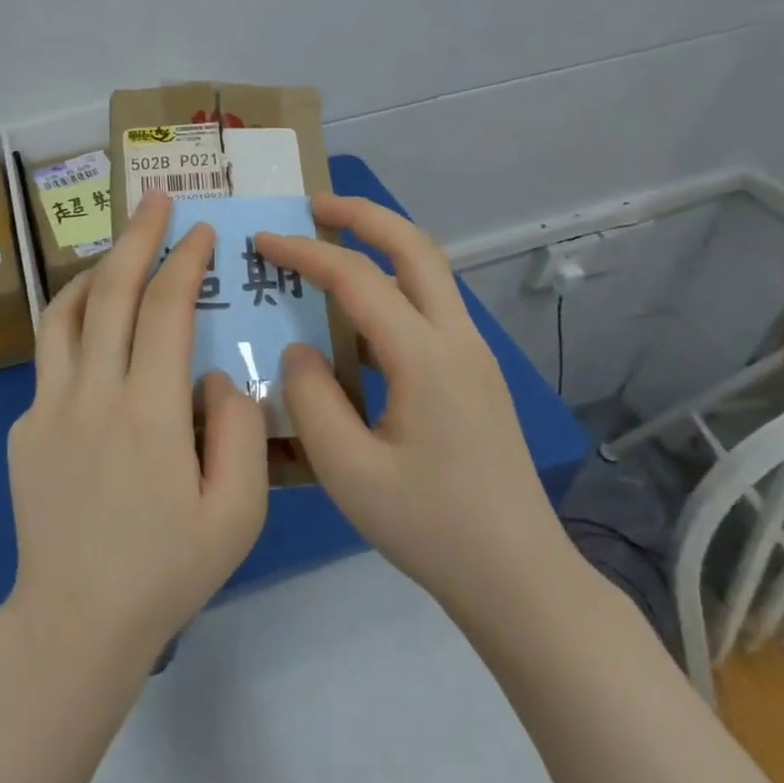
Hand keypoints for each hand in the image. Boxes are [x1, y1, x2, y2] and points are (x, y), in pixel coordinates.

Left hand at [5, 188, 268, 673]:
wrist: (76, 623)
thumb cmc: (167, 571)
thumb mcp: (238, 513)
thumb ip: (238, 429)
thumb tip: (215, 372)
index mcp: (149, 412)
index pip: (165, 309)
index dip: (184, 260)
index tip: (202, 230)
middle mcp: (92, 394)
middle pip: (110, 292)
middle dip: (137, 237)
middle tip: (155, 199)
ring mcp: (47, 407)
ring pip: (63, 314)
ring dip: (94, 271)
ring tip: (117, 253)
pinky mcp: (22, 427)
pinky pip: (51, 360)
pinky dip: (75, 329)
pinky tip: (97, 342)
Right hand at [254, 195, 575, 643]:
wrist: (520, 578)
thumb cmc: (431, 528)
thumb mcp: (349, 473)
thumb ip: (311, 399)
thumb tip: (299, 347)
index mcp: (426, 358)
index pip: (357, 279)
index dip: (306, 252)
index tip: (263, 240)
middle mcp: (457, 340)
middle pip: (415, 247)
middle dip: (363, 215)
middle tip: (314, 204)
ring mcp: (474, 356)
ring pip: (430, 272)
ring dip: (382, 245)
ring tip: (332, 246)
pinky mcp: (476, 375)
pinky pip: (431, 306)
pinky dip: (393, 284)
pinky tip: (359, 316)